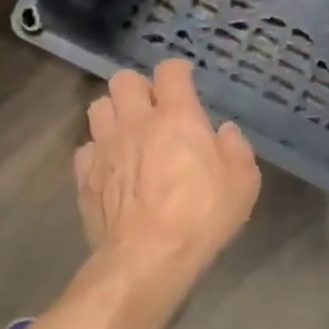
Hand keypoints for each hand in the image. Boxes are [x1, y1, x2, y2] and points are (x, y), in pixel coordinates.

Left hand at [75, 61, 259, 284]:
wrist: (148, 258)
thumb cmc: (201, 216)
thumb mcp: (243, 183)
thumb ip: (236, 149)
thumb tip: (225, 131)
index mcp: (176, 116)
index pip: (170, 71)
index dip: (177, 71)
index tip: (184, 79)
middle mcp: (136, 122)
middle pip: (123, 80)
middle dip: (137, 87)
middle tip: (152, 107)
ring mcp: (105, 147)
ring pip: (98, 107)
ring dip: (113, 113)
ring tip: (126, 131)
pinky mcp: (85, 176)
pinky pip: (85, 149)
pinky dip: (97, 152)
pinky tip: (110, 167)